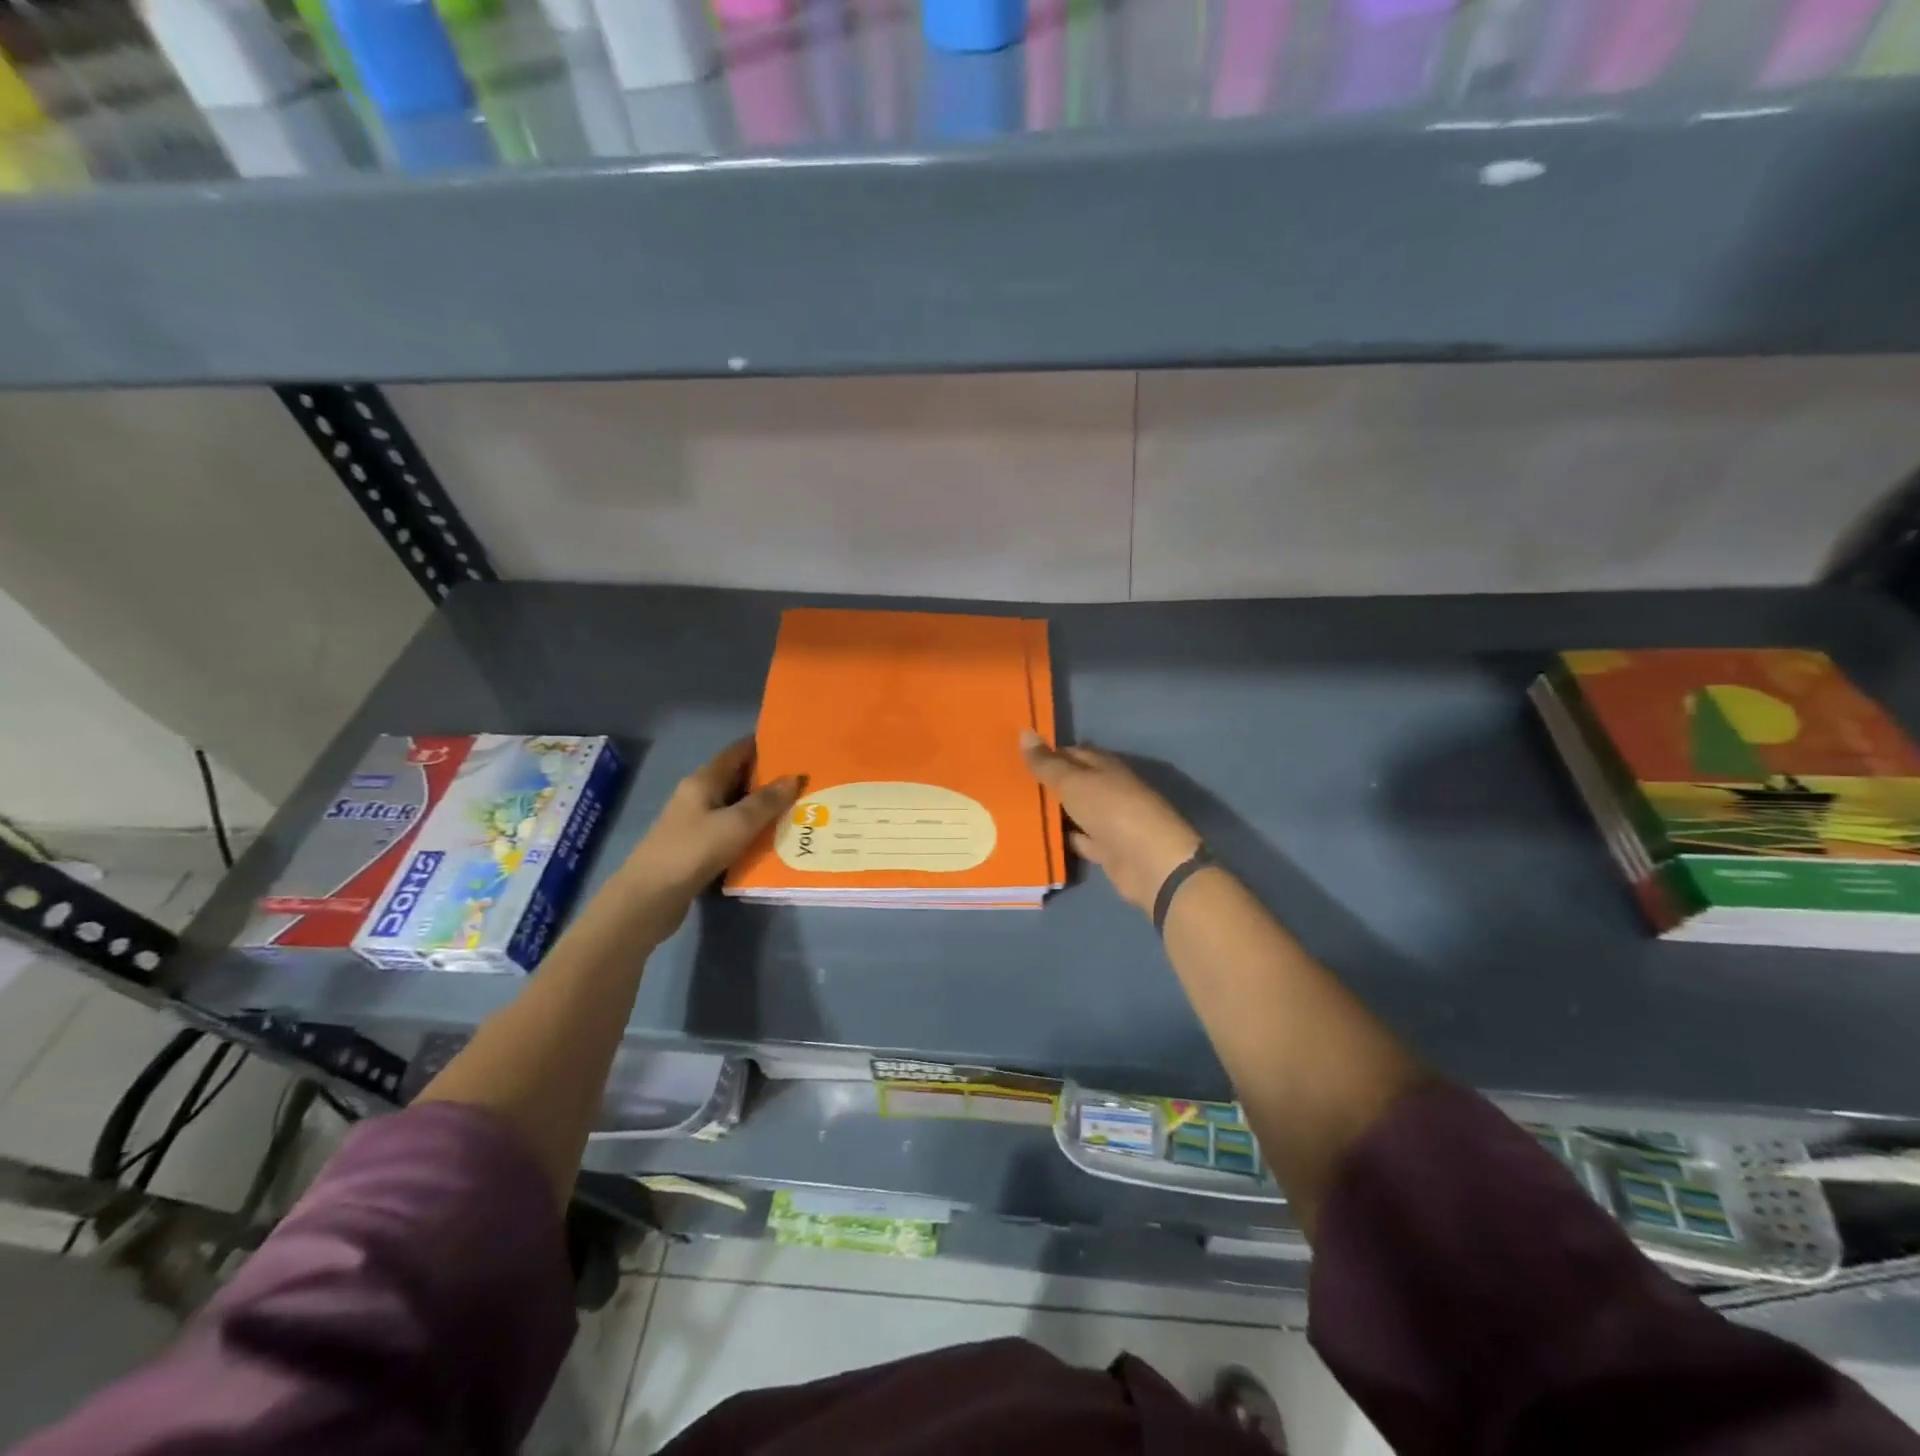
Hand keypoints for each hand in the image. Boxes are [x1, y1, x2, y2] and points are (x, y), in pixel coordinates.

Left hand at [615, 738, 799, 936]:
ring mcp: (695, 823)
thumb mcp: (737, 823)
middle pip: (737, 778)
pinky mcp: (697, 847)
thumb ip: (767, 801)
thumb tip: (794, 777)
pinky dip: (751, 831)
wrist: (650, 898)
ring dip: (762, 808)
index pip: (737, 751)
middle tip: (805, 782)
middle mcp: (697, 796)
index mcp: (703, 781)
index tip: (796, 746)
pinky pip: (730, 831)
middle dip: (769, 779)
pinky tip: (773, 840)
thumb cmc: (693, 851)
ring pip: (735, 807)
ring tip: (798, 809)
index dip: (765, 746)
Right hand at [1019, 729, 1201, 915]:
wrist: (1149, 862)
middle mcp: (1107, 789)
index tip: (1014, 757)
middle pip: (1072, 783)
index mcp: (1104, 766)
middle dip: (1045, 783)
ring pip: (1074, 812)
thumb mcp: (1073, 782)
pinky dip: (1062, 838)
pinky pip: (1078, 839)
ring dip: (1052, 811)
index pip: (1071, 753)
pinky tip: (1036, 837)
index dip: (1046, 753)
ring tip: (1013, 810)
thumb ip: (1047, 763)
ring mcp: (1108, 821)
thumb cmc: (1112, 810)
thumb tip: (1024, 732)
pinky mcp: (1106, 850)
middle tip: (1007, 784)